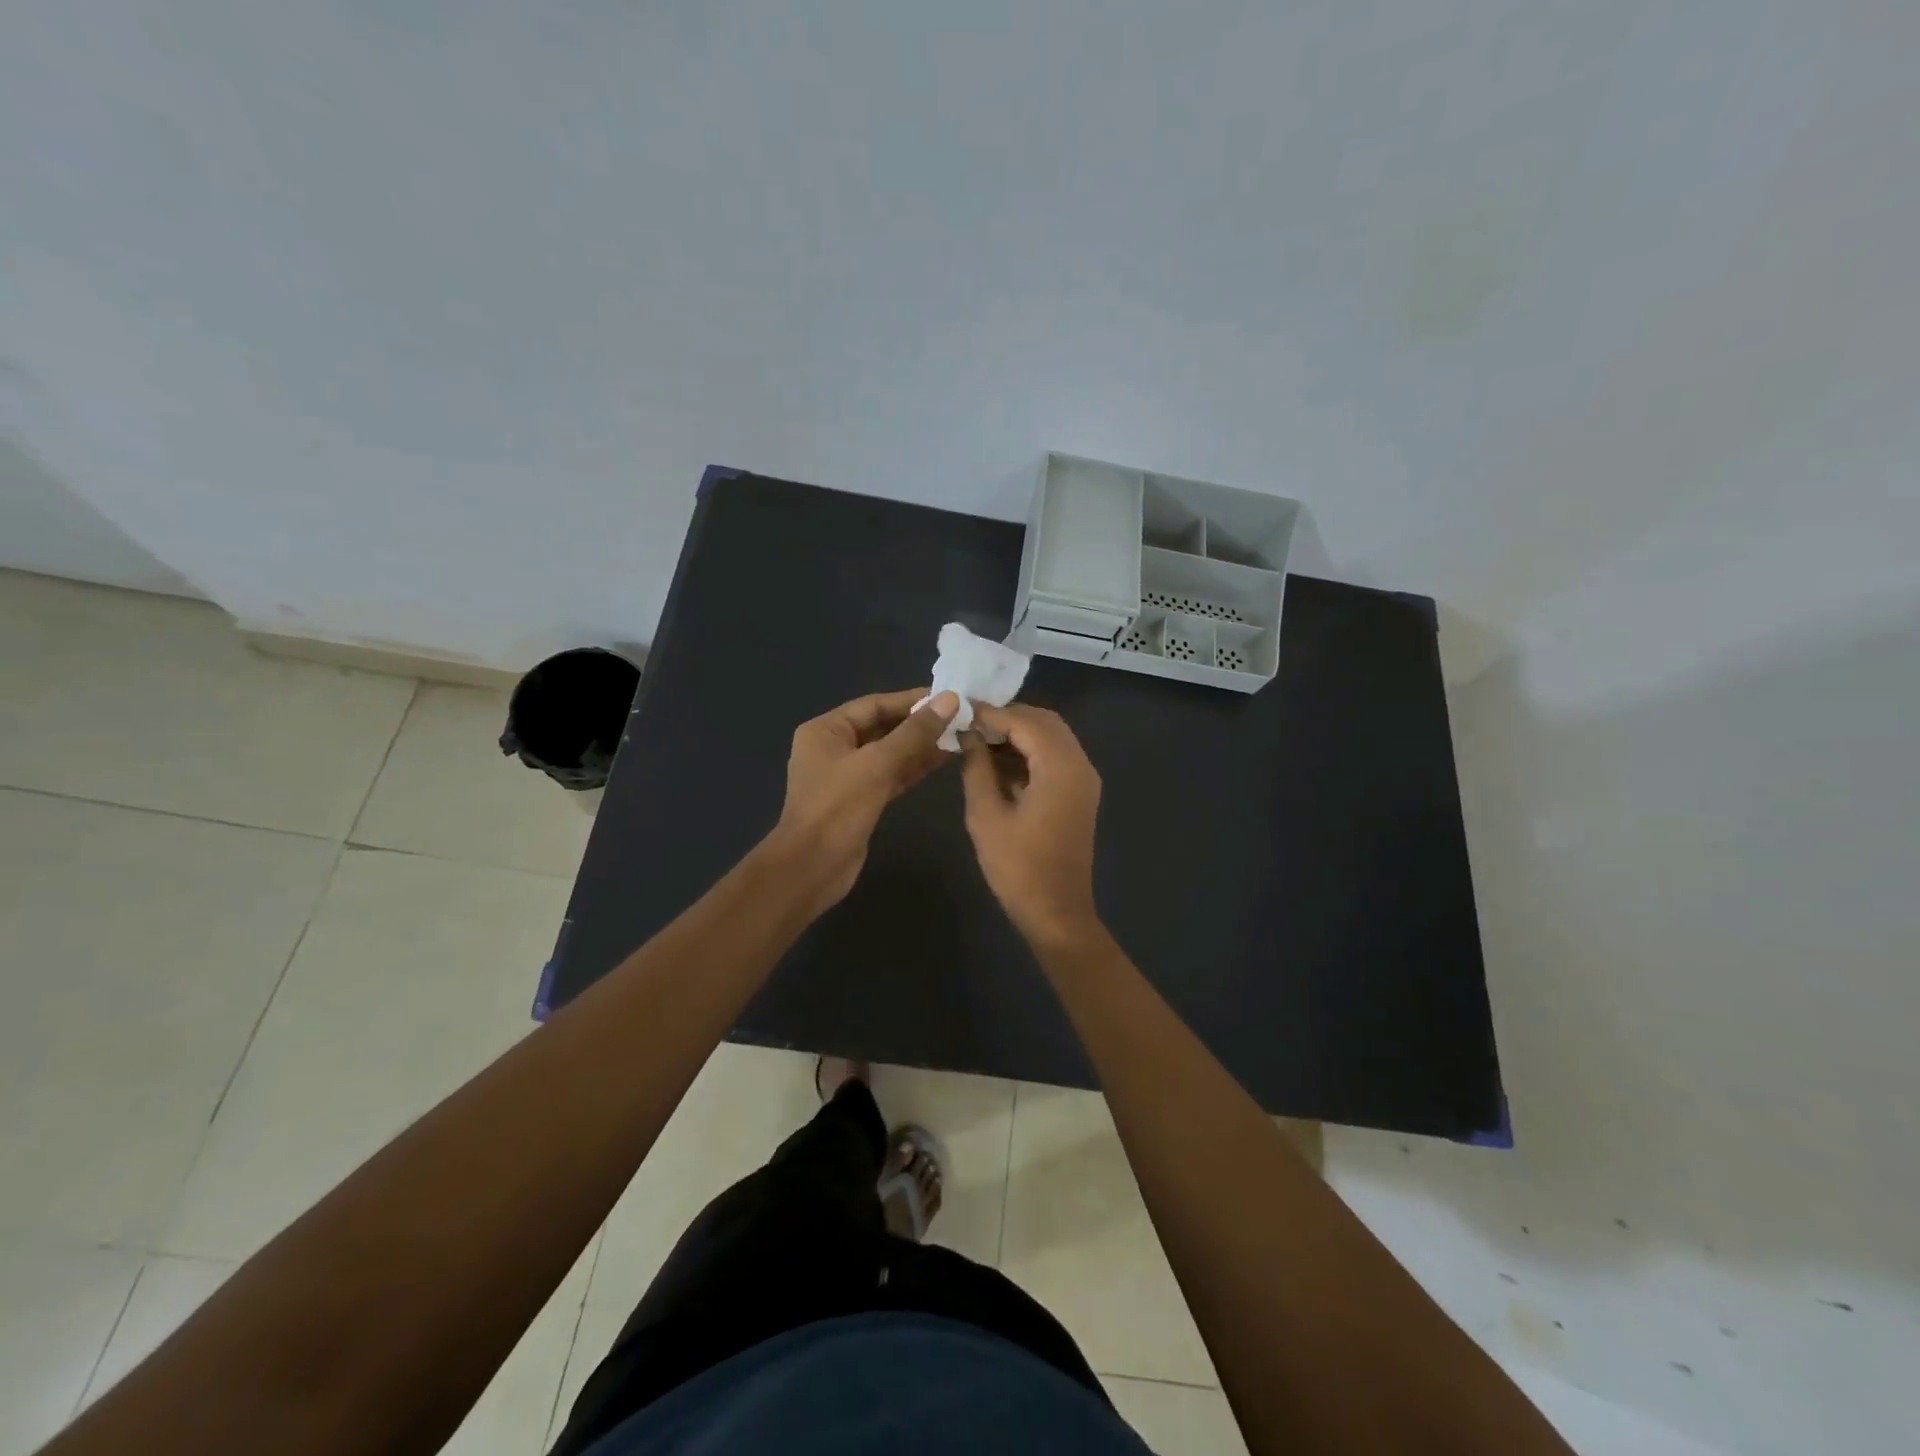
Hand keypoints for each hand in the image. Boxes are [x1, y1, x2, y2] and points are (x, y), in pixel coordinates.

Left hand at [770, 687, 958, 913]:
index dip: (911, 700)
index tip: (948, 698)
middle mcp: (834, 748)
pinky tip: (942, 761)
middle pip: (882, 727)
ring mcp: (846, 776)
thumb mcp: (877, 764)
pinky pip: (890, 775)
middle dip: (918, 724)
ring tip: (958, 736)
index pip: (874, 705)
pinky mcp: (860, 800)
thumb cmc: (837, 808)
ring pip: (889, 753)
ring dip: (920, 746)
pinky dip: (913, 768)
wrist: (812, 868)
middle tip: (959, 718)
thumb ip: (914, 733)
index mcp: (826, 730)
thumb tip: (949, 700)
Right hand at [960, 704, 1102, 945]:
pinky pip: (1055, 758)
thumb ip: (976, 768)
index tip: (959, 708)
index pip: (1024, 721)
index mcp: (1060, 767)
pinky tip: (997, 762)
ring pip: (1052, 738)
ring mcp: (1084, 780)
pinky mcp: (1080, 794)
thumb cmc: (1017, 867)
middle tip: (969, 723)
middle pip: (1044, 722)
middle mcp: (1080, 765)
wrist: (1056, 913)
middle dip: (1007, 718)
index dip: (990, 713)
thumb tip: (968, 736)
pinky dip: (1029, 752)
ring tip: (978, 740)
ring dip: (1018, 734)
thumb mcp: (986, 815)